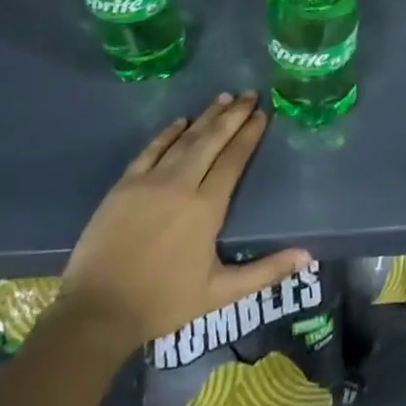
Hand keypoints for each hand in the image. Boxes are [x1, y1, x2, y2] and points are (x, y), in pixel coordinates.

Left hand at [58, 93, 310, 351]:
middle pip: (211, 140)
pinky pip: (150, 150)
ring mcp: (149, 181)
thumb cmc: (163, 302)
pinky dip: (167, 134)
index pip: (234, 160)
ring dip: (205, 117)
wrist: (97, 311)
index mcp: (207, 208)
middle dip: (233, 115)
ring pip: (184, 140)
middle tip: (249, 94)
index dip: (249, 135)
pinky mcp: (124, 186)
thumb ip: (265, 271)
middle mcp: (181, 185)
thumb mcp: (220, 293)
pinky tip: (179, 121)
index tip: (262, 114)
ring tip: (223, 98)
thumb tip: (308, 257)